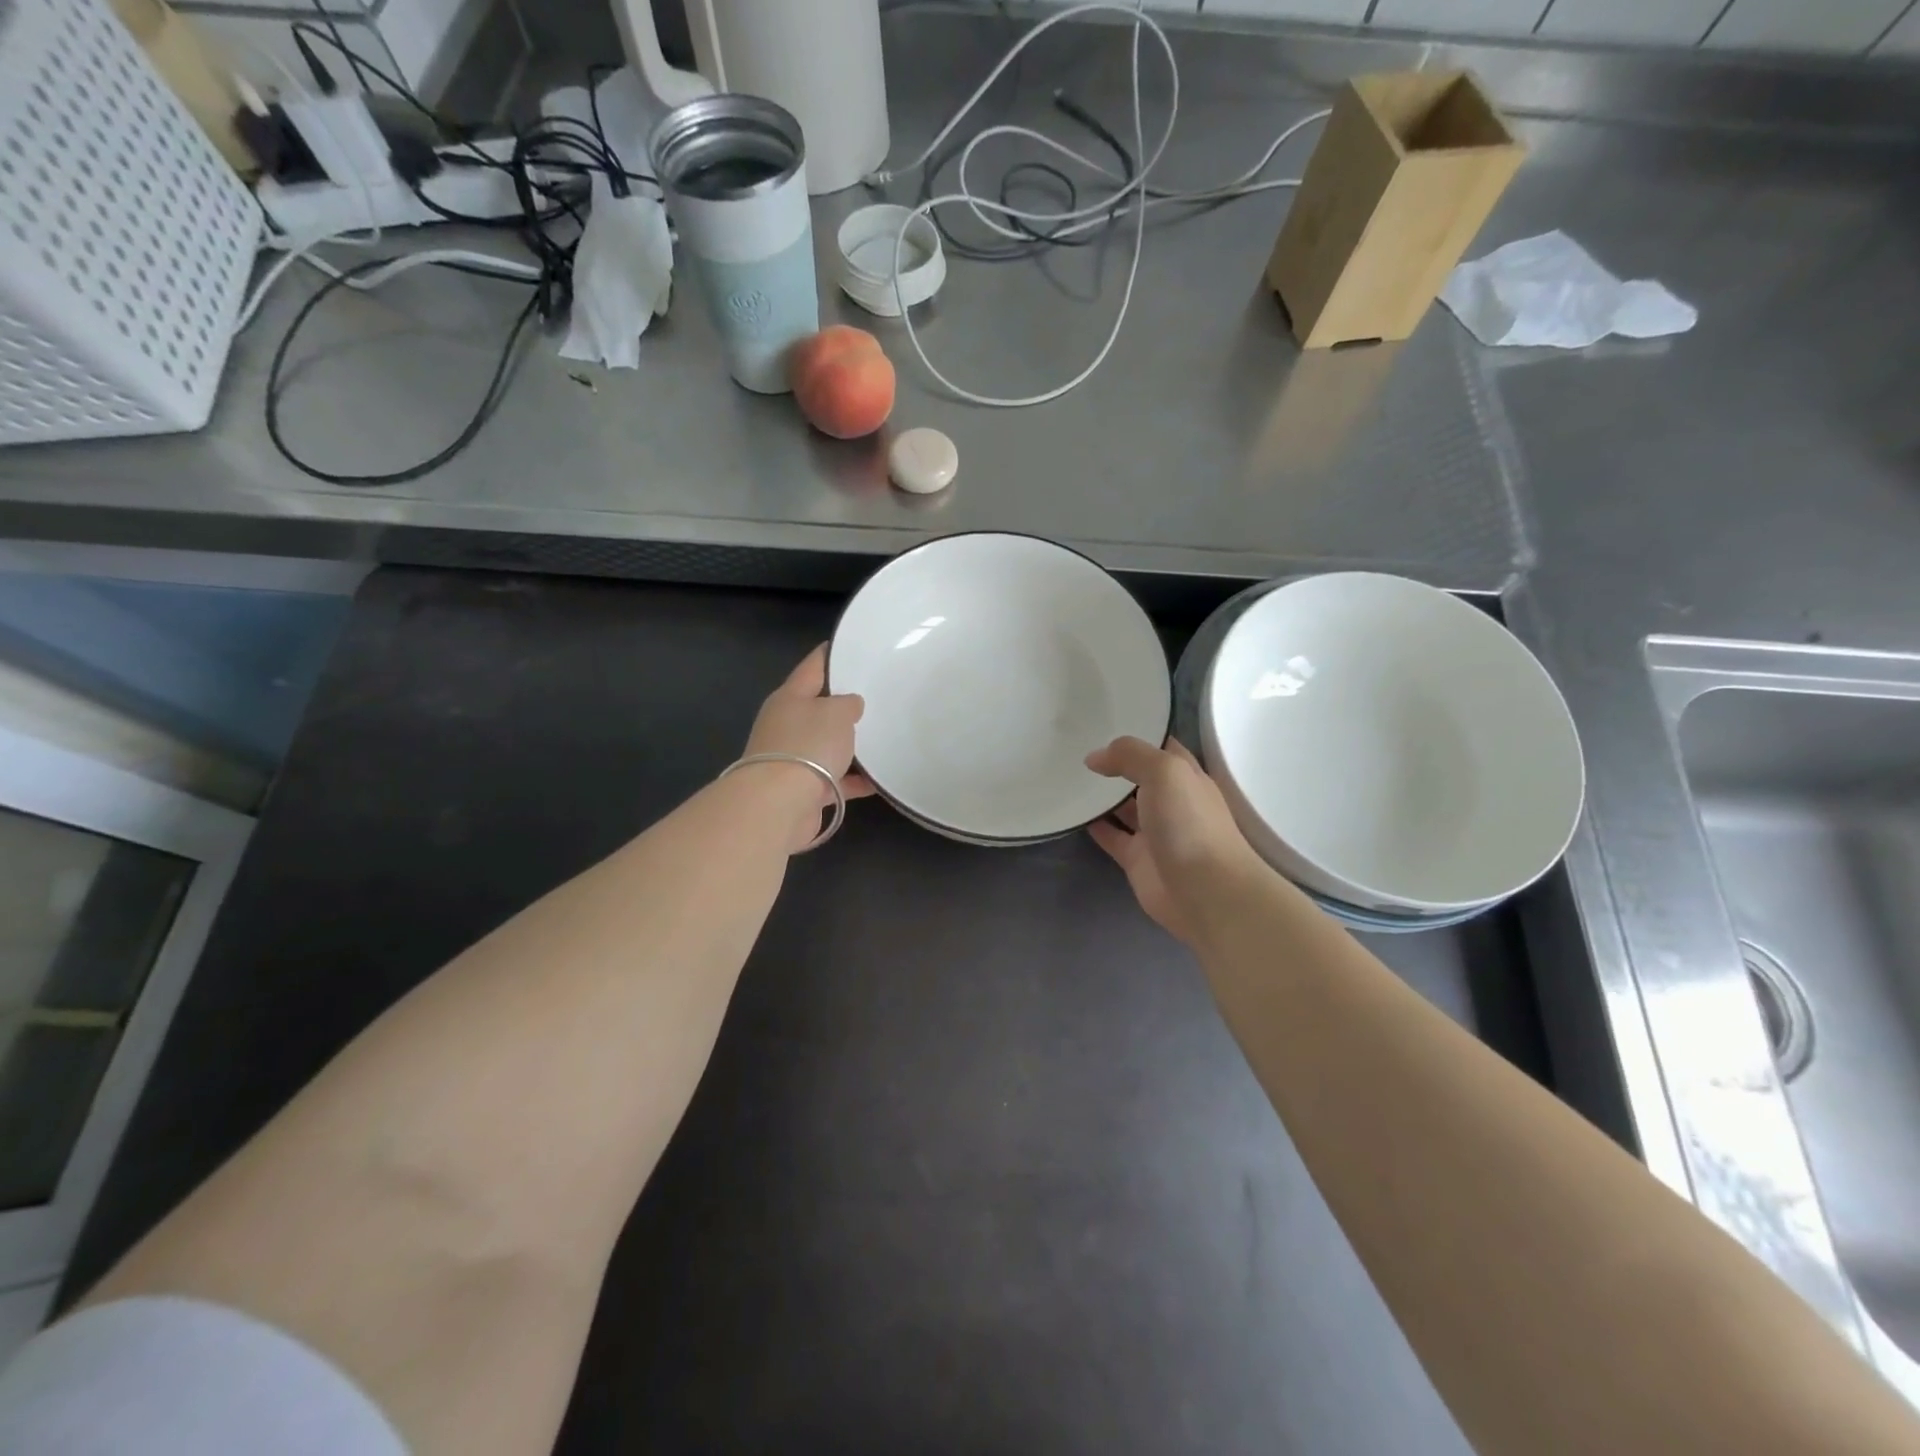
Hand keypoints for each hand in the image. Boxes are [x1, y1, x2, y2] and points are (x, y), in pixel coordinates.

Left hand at [742, 646, 874, 850]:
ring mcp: (794, 759)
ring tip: (883, 738)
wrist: (780, 804)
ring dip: (851, 745)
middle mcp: (787, 725)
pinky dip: (856, 780)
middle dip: (844, 704)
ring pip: (828, 745)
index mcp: (790, 697)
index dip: (830, 655)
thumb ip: (849, 703)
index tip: (848, 646)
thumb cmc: (808, 745)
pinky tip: (880, 781)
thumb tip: (850, 706)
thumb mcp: (836, 712)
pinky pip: (836, 779)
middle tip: (877, 695)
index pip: (813, 667)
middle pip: (819, 708)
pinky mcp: (804, 789)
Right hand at [1086, 736, 1262, 945]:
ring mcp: (1154, 831)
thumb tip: (1095, 757)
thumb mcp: (1165, 771)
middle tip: (1076, 745)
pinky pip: (1111, 836)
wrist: (1205, 892)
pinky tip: (1071, 812)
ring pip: (1123, 806)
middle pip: (1139, 775)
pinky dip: (1094, 825)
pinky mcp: (1137, 859)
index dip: (1137, 733)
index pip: (1161, 746)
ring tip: (1066, 774)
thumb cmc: (1190, 823)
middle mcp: (1171, 800)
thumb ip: (1130, 755)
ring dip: (1101, 794)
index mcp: (1186, 776)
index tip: (1102, 720)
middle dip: (1114, 762)